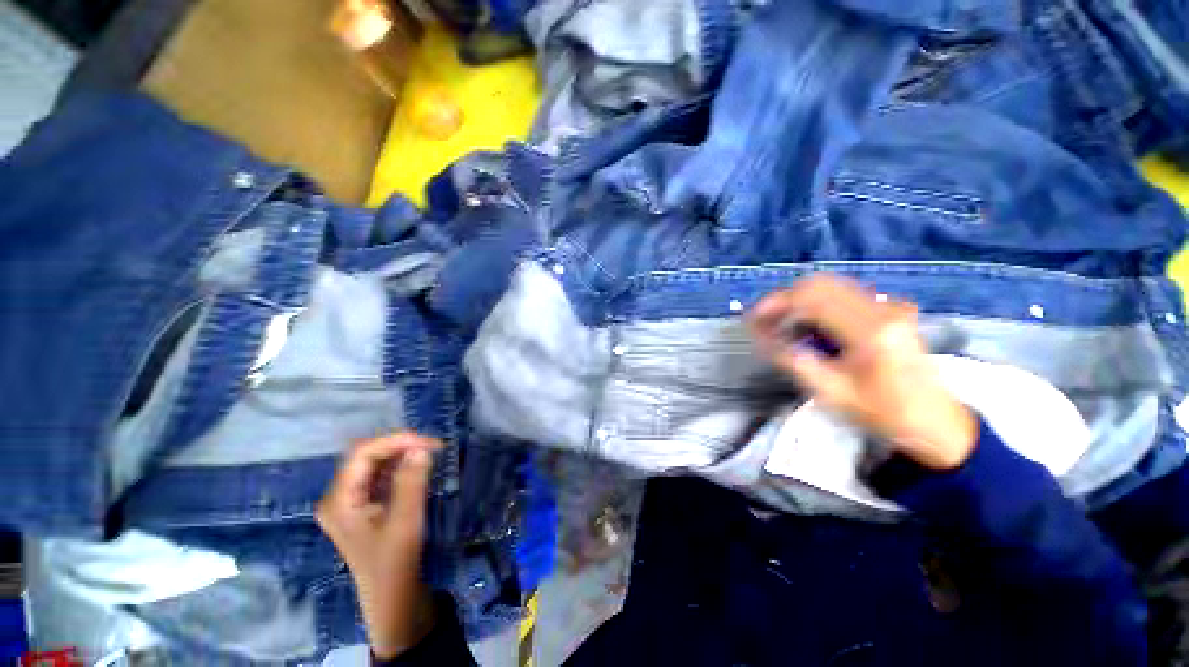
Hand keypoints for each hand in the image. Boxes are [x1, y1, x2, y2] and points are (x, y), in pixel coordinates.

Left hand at [316, 432, 442, 658]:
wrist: (392, 596)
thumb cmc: (395, 562)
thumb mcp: (405, 521)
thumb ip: (411, 482)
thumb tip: (421, 448)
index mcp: (339, 500)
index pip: (362, 454)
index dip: (395, 441)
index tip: (427, 442)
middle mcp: (338, 496)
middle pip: (366, 456)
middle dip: (399, 446)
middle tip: (432, 447)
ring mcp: (349, 501)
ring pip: (373, 463)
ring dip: (401, 454)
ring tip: (429, 453)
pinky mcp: (362, 505)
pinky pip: (379, 475)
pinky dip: (399, 466)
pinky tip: (417, 466)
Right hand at [748, 275, 977, 469]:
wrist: (935, 420)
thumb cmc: (883, 412)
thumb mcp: (831, 392)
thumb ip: (793, 359)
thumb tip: (761, 336)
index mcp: (870, 330)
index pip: (812, 298)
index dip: (775, 304)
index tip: (753, 319)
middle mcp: (881, 308)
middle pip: (819, 284)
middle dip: (784, 299)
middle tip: (764, 321)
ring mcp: (888, 305)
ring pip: (830, 286)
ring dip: (799, 300)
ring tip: (781, 324)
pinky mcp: (889, 309)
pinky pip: (842, 294)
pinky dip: (816, 304)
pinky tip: (808, 325)